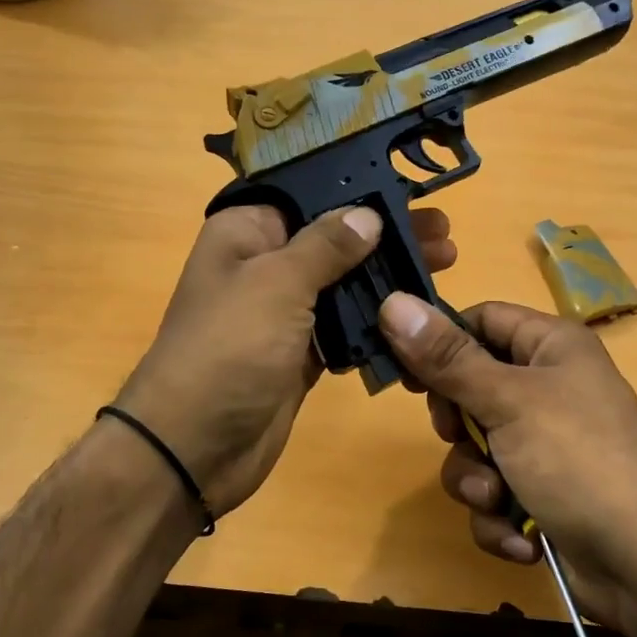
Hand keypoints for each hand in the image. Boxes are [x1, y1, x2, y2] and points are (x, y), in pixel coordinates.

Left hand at [116, 205, 455, 516]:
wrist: (195, 448)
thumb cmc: (229, 350)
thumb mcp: (277, 284)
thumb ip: (326, 246)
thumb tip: (368, 214)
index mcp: (246, 232)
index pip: (306, 193)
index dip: (355, 188)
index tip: (407, 188)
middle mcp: (265, 265)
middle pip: (334, 238)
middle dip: (386, 234)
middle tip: (442, 233)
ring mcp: (285, 313)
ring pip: (345, 283)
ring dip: (388, 276)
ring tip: (441, 266)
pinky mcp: (303, 353)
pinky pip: (346, 327)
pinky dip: (377, 322)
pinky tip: (416, 314)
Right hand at [377, 294, 636, 625]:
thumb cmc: (580, 461)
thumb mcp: (509, 402)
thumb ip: (447, 358)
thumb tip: (392, 302)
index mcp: (551, 347)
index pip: (481, 320)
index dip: (441, 341)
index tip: (404, 371)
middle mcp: (548, 389)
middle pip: (469, 388)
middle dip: (459, 428)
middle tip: (460, 437)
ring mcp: (546, 446)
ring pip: (475, 450)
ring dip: (477, 482)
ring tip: (499, 500)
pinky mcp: (541, 495)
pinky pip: (494, 494)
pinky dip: (500, 519)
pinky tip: (524, 540)